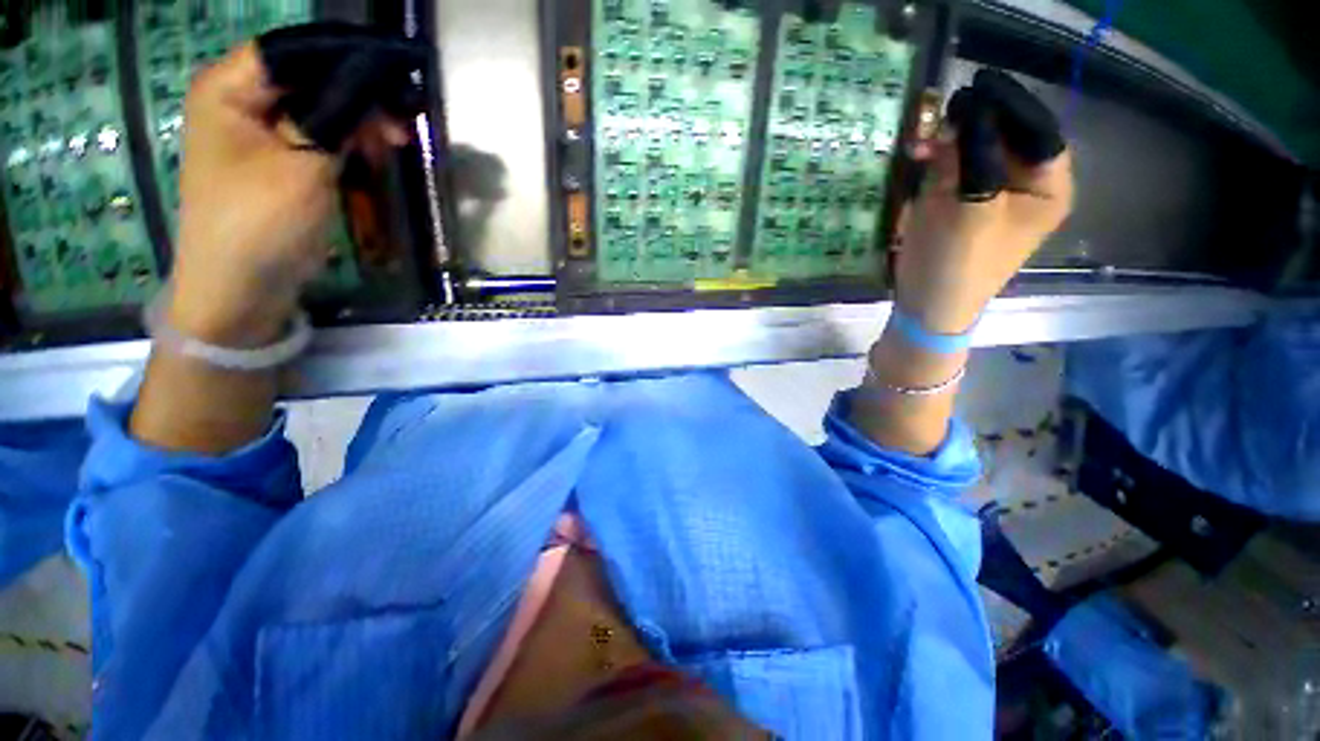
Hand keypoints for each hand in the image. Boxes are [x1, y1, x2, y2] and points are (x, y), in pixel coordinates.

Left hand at [167, 44, 407, 346]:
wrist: (240, 289)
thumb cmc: (260, 224)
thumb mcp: (303, 165)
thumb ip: (337, 117)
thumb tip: (376, 80)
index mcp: (229, 89)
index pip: (295, 49)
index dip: (345, 55)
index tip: (397, 72)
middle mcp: (240, 101)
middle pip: (309, 77)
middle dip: (359, 94)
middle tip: (403, 121)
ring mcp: (258, 133)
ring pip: (319, 108)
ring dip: (359, 122)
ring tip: (395, 143)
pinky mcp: (277, 161)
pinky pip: (318, 136)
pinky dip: (348, 143)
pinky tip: (373, 156)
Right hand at [894, 73, 1072, 331]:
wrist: (926, 306)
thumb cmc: (958, 265)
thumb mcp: (972, 210)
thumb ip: (974, 157)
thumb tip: (968, 108)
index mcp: (1047, 189)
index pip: (1037, 130)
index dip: (1009, 106)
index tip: (977, 86)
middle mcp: (1025, 184)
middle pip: (1006, 135)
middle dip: (975, 123)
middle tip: (945, 113)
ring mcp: (990, 191)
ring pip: (976, 148)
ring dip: (950, 140)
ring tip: (923, 142)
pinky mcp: (960, 201)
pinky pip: (953, 166)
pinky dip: (936, 159)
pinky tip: (918, 157)